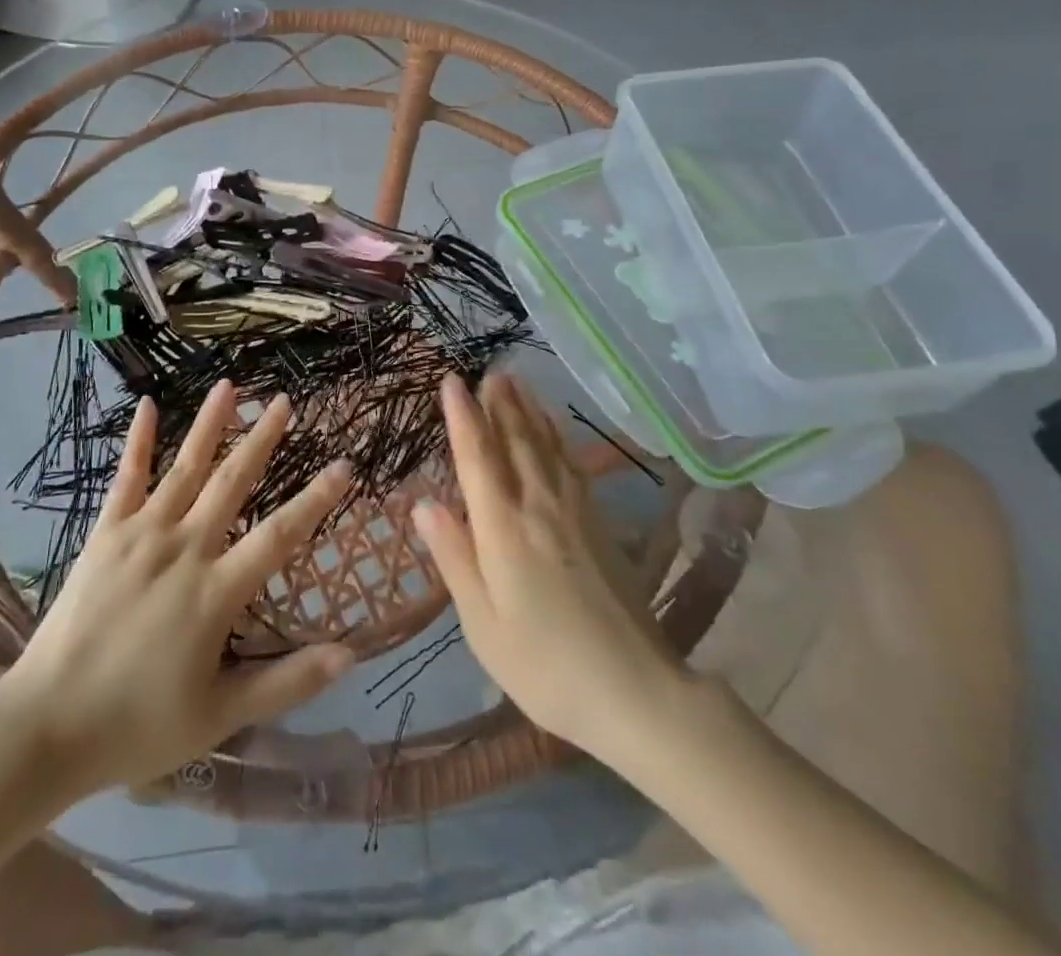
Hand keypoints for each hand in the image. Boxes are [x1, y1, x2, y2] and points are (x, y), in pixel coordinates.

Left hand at [0, 381, 353, 795]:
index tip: (344, 464)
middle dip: (263, 439)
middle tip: (285, 402)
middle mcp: (183, 549)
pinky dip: (138, 441)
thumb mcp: (220, 715)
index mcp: (215, 592)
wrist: (46, 727)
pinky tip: (148, 405)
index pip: (279, 535)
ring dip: (210, 425)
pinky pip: (126, 479)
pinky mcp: (105, 534)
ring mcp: (141, 535)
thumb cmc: (138, 726)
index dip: (316, 499)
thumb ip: (286, 682)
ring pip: (184, 468)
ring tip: (231, 386)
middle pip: (232, 483)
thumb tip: (348, 655)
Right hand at [416, 373, 688, 765]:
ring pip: (545, 446)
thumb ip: (455, 558)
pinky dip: (558, 437)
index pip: (477, 458)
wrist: (636, 691)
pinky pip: (572, 464)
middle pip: (515, 441)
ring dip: (528, 411)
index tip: (452, 381)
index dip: (463, 417)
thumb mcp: (483, 624)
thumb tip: (424, 505)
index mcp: (503, 529)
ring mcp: (574, 512)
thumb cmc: (545, 665)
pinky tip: (555, 429)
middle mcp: (538, 507)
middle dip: (499, 403)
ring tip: (517, 382)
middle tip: (488, 369)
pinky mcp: (599, 524)